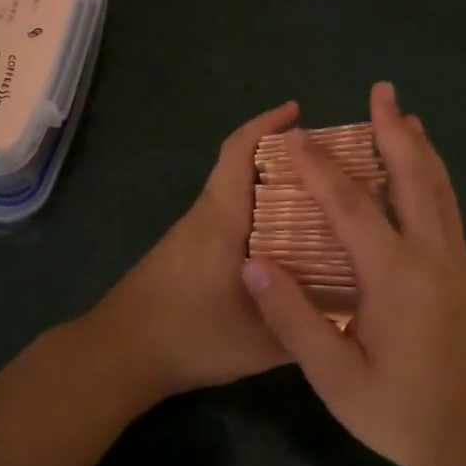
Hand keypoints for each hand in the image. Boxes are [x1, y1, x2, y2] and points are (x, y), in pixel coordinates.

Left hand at [82, 101, 298, 404]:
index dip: (266, 124)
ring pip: (235, 193)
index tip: (297, 111)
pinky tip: (283, 244)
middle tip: (328, 165)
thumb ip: (302, 328)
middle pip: (242, 167)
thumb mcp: (257, 343)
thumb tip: (346, 315)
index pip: (239, 153)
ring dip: (270, 186)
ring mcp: (192, 234)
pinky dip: (257, 214)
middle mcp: (206, 216)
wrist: (119, 354)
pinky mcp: (185, 253)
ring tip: (317, 202)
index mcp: (222, 219)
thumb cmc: (188, 337)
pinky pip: (229, 217)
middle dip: (282, 156)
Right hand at [238, 82, 465, 465]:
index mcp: (395, 274)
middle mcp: (432, 255)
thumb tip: (254, 262)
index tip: (293, 137)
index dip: (319, 168)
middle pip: (414, 176)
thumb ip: (293, 318)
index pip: (350, 205)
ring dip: (421, 149)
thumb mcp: (336, 377)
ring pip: (440, 190)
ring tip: (408, 117)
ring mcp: (457, 264)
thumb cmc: (402, 414)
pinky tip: (427, 179)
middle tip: (382, 91)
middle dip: (393, 130)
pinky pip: (449, 211)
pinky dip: (435, 180)